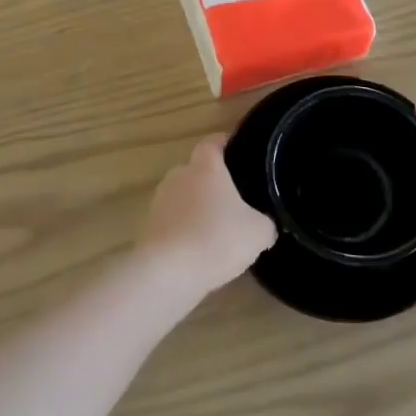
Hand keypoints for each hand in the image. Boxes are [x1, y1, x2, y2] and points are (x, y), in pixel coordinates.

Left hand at [140, 136, 275, 294]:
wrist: (168, 273)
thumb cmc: (217, 239)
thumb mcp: (258, 232)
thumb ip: (265, 223)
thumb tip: (265, 224)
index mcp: (205, 167)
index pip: (212, 142)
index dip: (225, 144)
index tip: (238, 151)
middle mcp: (179, 176)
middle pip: (196, 170)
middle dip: (212, 181)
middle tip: (234, 198)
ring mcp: (160, 202)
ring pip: (183, 197)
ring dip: (197, 208)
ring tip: (217, 228)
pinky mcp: (149, 228)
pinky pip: (173, 221)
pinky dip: (185, 230)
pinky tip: (200, 250)